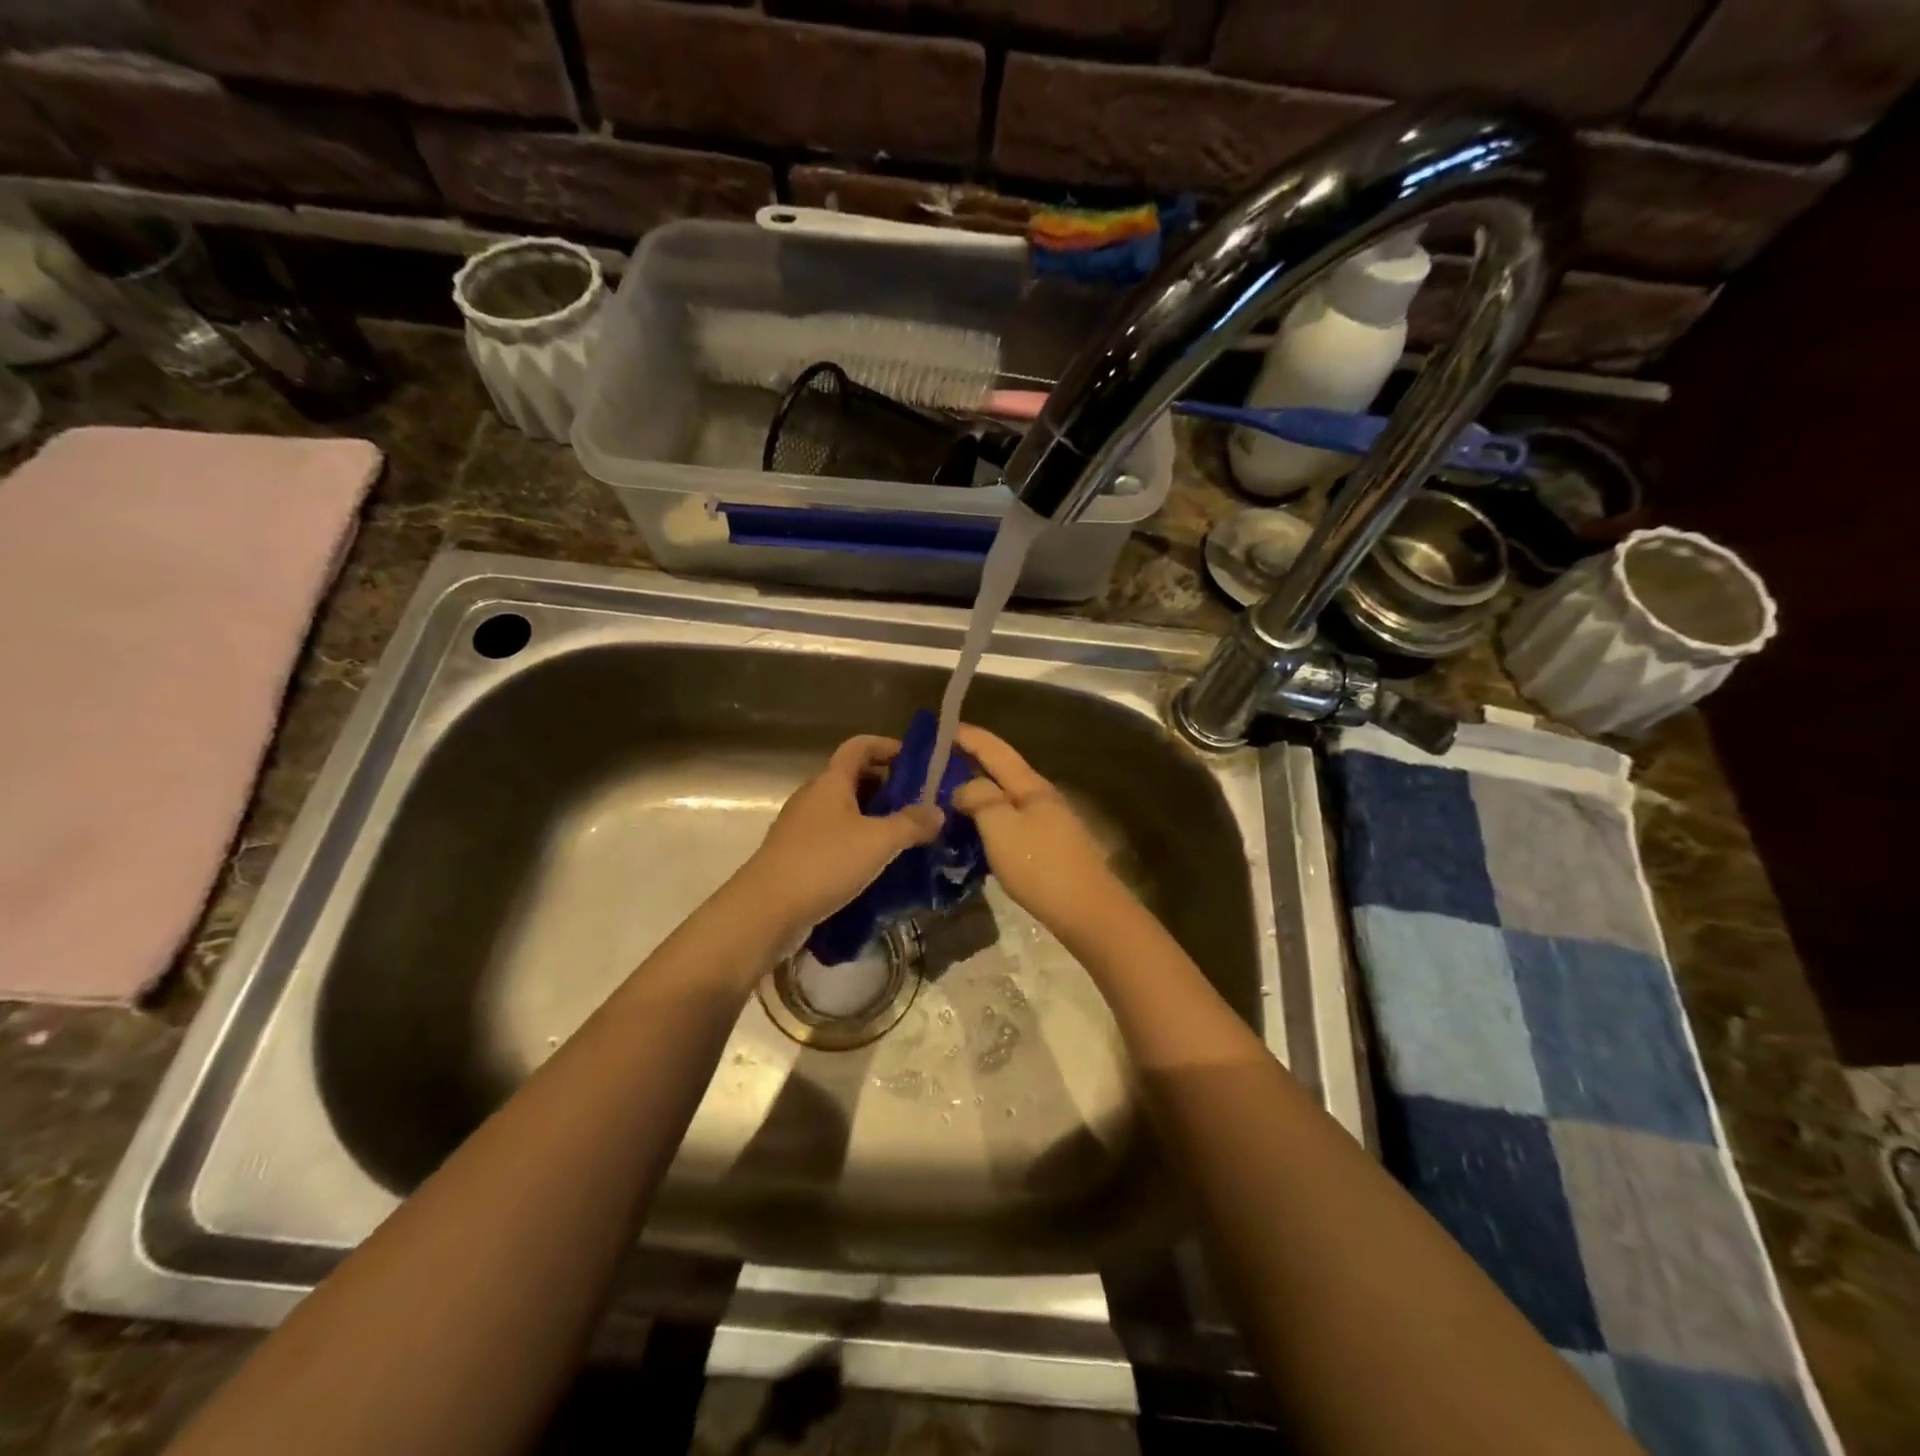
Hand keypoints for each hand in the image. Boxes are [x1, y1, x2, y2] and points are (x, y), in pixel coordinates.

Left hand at [736, 735, 941, 939]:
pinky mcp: (798, 856)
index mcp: (831, 782)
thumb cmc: (824, 863)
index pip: (859, 747)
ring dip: (874, 818)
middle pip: (853, 778)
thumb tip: (938, 811)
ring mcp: (802, 828)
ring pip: (845, 811)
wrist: (765, 910)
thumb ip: (911, 824)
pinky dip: (858, 842)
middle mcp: (814, 797)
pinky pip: (835, 838)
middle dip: (887, 786)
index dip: (887, 746)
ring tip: (906, 836)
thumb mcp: (878, 841)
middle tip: (920, 804)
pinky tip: (877, 865)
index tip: (917, 762)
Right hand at [950, 724, 1130, 938]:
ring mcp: (1046, 822)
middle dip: (969, 762)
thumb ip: (979, 798)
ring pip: (1004, 798)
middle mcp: (1040, 797)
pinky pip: (1009, 821)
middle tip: (932, 766)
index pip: (995, 749)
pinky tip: (971, 831)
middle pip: (1001, 771)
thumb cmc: (1041, 866)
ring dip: (976, 792)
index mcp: (1030, 785)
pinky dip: (986, 818)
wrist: (1087, 912)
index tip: (939, 728)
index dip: (968, 736)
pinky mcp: (1046, 847)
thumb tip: (964, 787)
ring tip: (944, 796)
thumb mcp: (1001, 827)